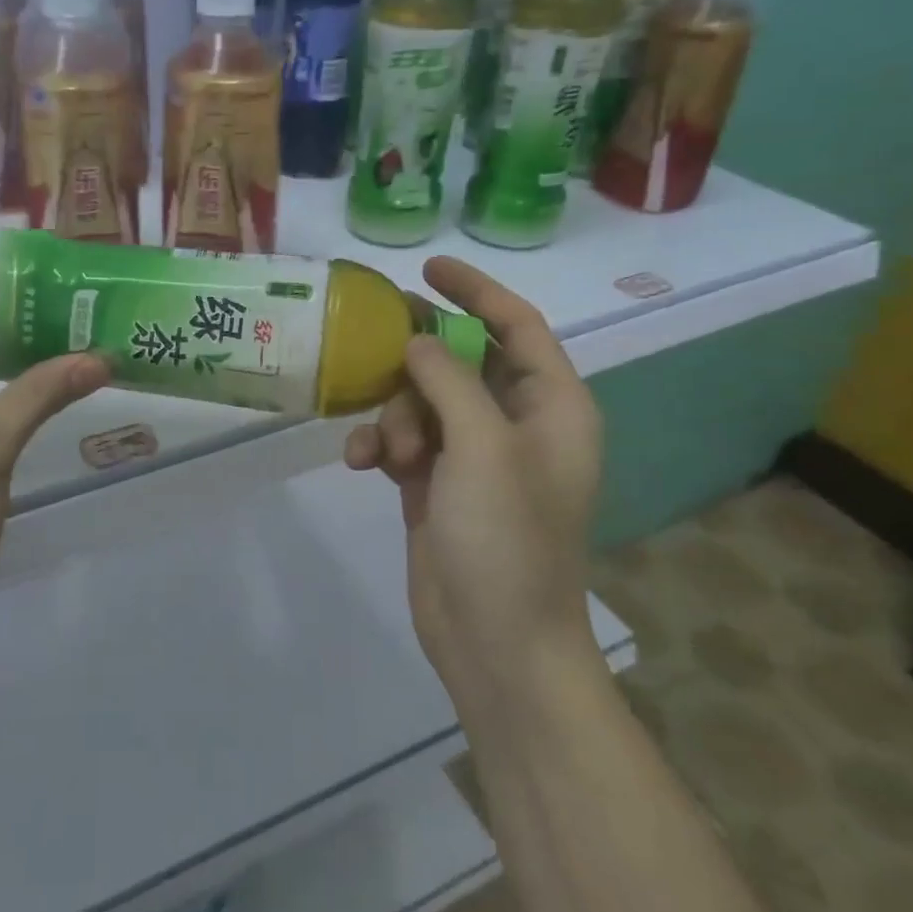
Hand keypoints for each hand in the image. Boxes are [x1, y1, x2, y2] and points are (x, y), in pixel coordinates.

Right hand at [344, 258, 602, 708]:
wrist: (496, 643)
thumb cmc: (507, 539)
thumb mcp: (482, 448)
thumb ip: (449, 381)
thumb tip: (416, 342)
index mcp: (552, 407)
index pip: (517, 325)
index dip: (475, 291)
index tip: (427, 269)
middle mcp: (516, 424)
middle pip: (460, 362)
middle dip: (417, 368)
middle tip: (377, 359)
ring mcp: (474, 457)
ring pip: (422, 402)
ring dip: (394, 416)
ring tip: (386, 453)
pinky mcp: (436, 485)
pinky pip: (403, 441)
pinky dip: (381, 445)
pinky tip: (360, 465)